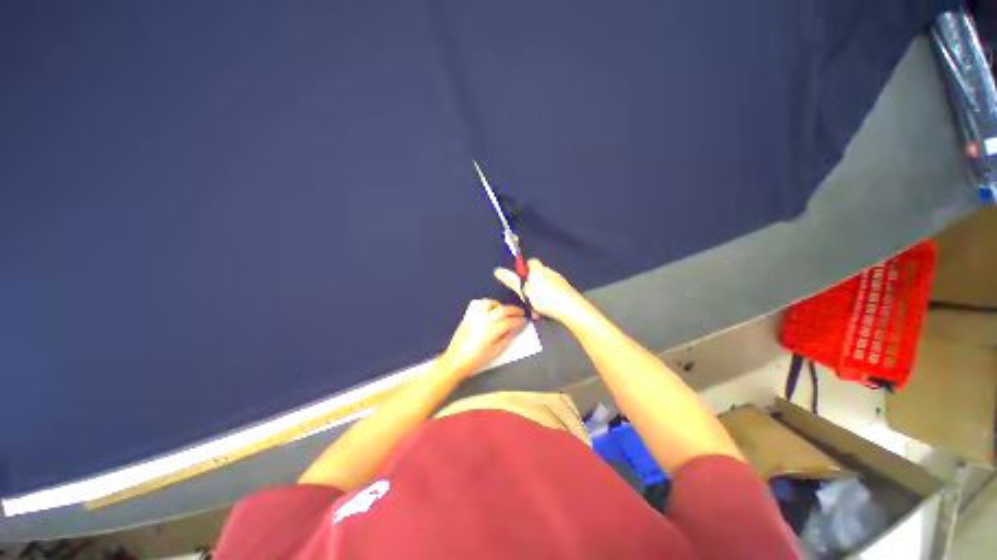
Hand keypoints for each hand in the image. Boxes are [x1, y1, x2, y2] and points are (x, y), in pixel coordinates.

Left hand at [439, 299, 525, 377]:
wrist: (456, 360)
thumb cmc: (477, 359)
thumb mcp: (496, 351)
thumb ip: (507, 337)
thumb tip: (515, 328)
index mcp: (491, 330)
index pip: (510, 321)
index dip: (519, 320)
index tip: (524, 321)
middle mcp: (483, 319)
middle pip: (503, 309)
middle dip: (514, 310)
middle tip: (521, 313)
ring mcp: (474, 316)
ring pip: (490, 303)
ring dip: (500, 305)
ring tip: (505, 311)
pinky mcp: (468, 315)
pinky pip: (478, 303)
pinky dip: (486, 303)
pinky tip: (490, 308)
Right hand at [494, 259, 585, 322]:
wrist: (569, 307)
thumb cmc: (544, 297)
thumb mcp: (523, 290)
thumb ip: (511, 280)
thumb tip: (498, 270)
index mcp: (538, 269)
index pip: (530, 262)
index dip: (524, 270)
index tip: (521, 281)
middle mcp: (549, 271)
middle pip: (537, 275)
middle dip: (532, 286)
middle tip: (527, 298)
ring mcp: (559, 280)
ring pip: (545, 285)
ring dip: (540, 295)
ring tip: (536, 309)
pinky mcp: (566, 289)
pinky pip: (554, 292)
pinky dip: (549, 299)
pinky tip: (547, 310)